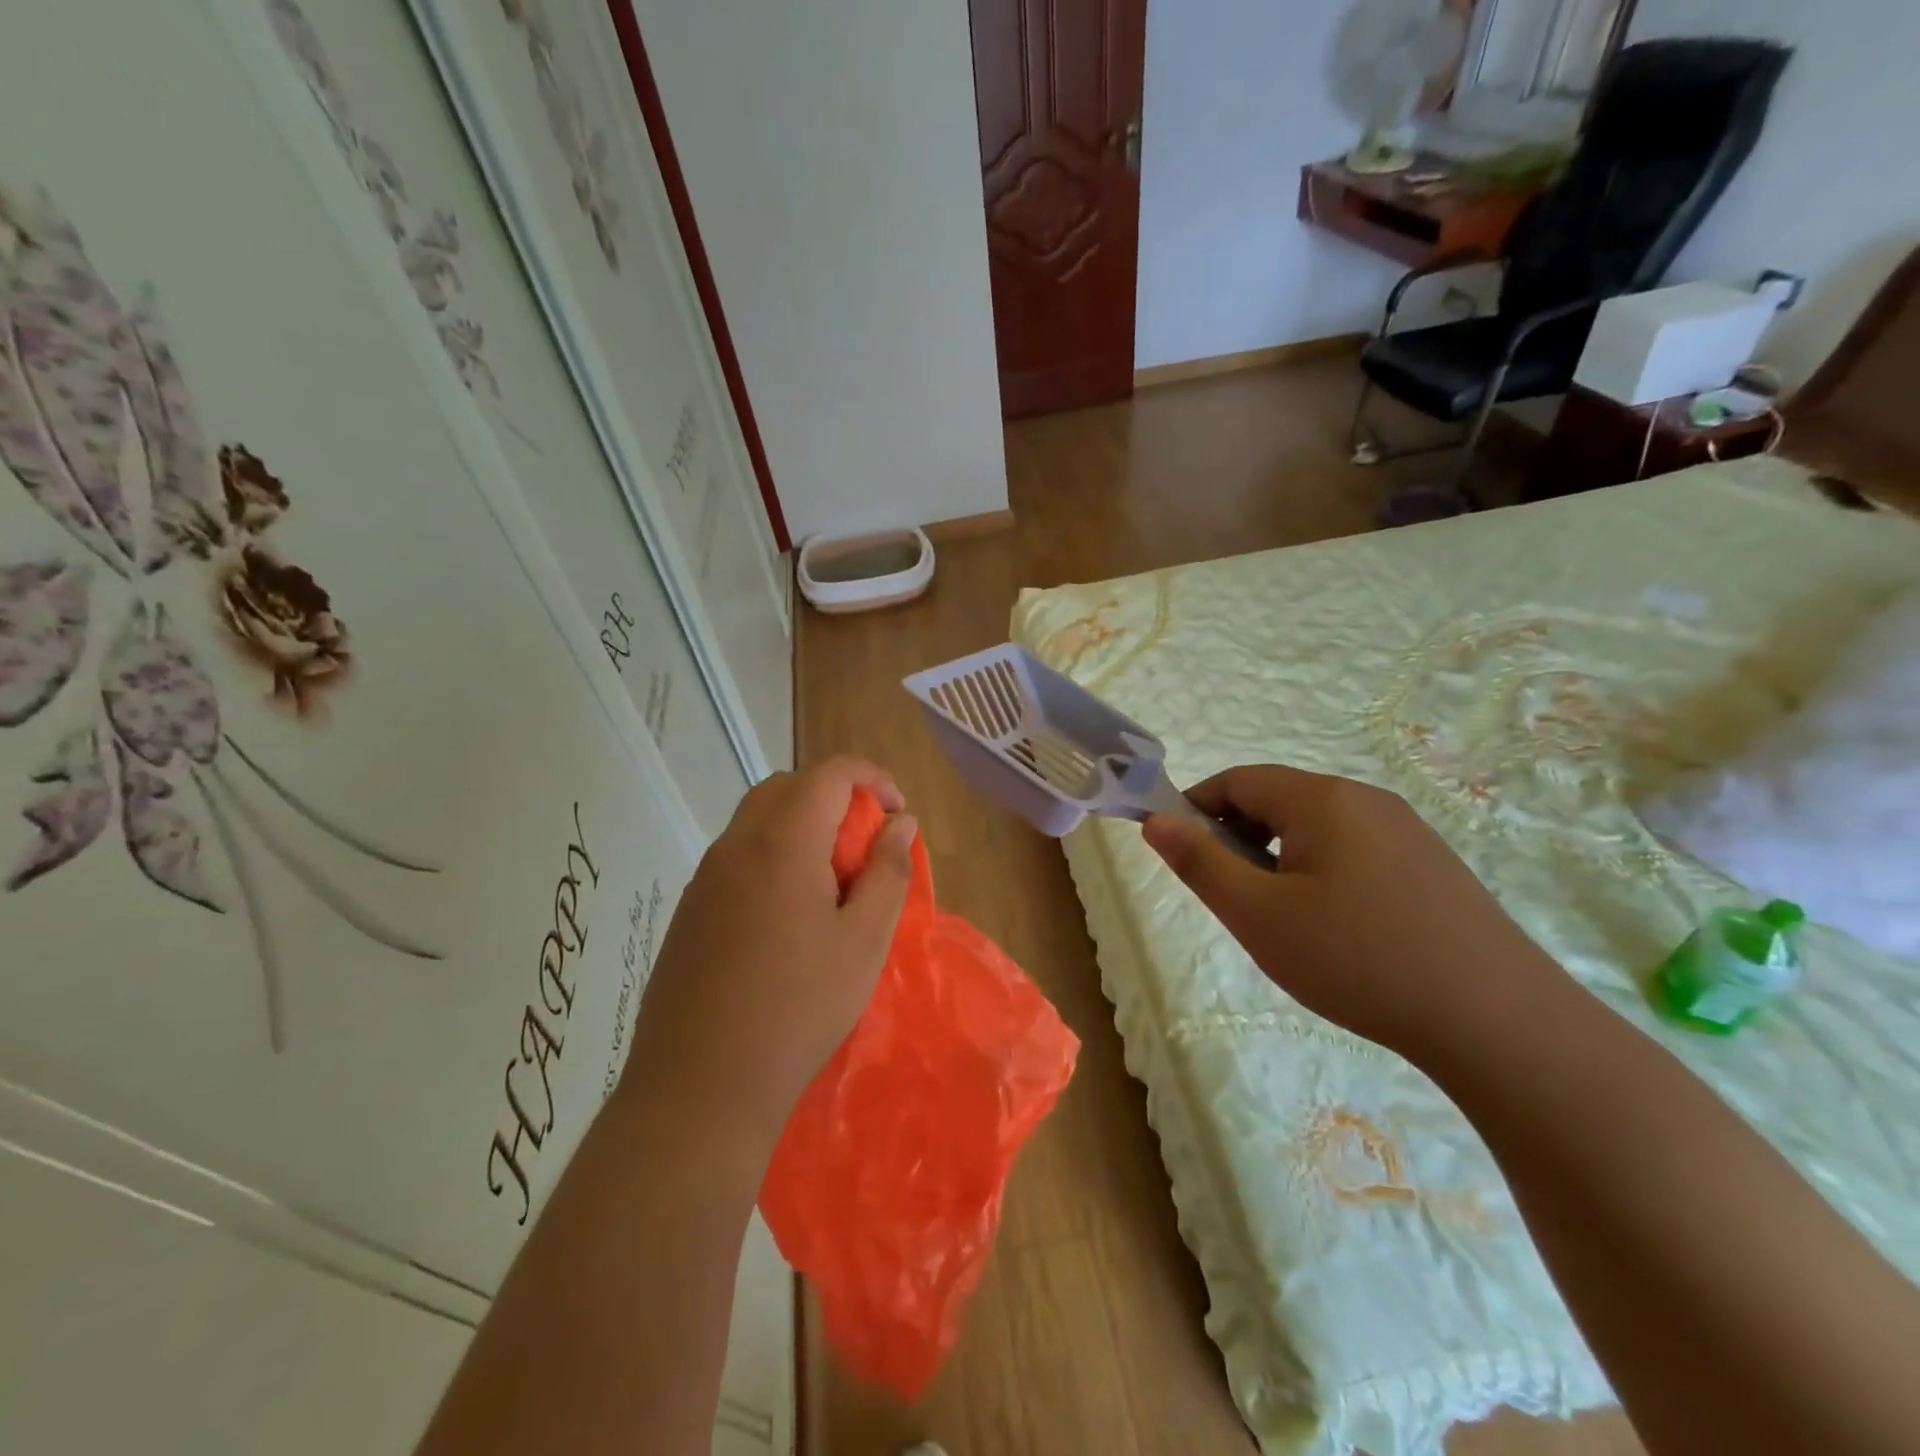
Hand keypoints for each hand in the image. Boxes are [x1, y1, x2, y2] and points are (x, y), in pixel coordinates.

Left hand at [624, 756, 916, 1145]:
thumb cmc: (798, 1008)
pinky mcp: (690, 909)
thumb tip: (900, 822)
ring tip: (833, 880)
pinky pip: (738, 855)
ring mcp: (705, 877)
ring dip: (802, 825)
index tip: (898, 813)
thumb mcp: (864, 940)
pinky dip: (773, 855)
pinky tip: (790, 914)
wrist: (699, 1086)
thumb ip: (888, 871)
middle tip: (865, 843)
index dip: (872, 778)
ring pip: (758, 819)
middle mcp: (736, 845)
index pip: (830, 773)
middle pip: (789, 786)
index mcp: (782, 842)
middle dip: (835, 797)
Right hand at [1143, 764, 1566, 1061]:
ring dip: (1280, 858)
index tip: (1180, 852)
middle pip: (1278, 801)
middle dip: (1239, 838)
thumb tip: (1156, 820)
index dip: (1197, 807)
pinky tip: (1337, 930)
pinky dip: (1322, 872)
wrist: (1499, 1022)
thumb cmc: (1357, 959)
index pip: (1238, 780)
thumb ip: (1199, 862)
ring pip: (1317, 828)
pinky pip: (1355, 851)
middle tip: (1231, 897)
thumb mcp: (1258, 914)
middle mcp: (1366, 800)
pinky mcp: (1432, 865)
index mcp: (1322, 799)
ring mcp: (1407, 831)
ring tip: (1282, 919)